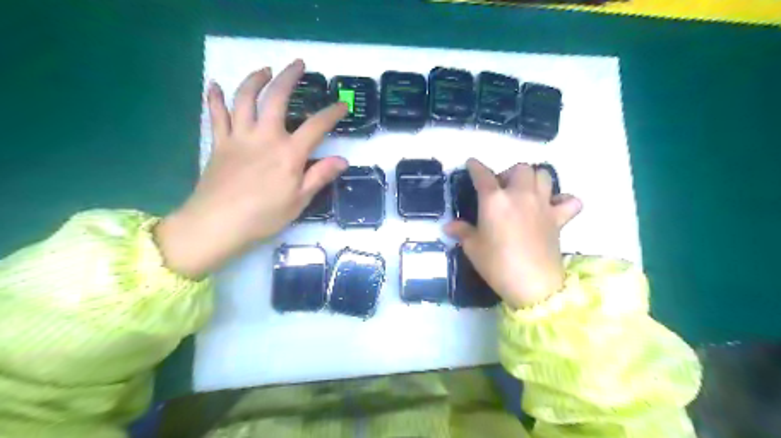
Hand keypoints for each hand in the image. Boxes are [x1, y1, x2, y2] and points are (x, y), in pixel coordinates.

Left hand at [156, 59, 347, 277]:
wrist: (218, 224)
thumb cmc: (264, 216)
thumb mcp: (299, 201)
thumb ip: (319, 176)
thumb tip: (342, 160)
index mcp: (289, 154)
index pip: (316, 126)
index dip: (332, 113)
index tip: (342, 105)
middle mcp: (265, 137)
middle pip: (277, 98)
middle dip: (289, 77)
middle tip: (298, 64)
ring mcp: (239, 137)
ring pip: (245, 98)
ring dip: (255, 79)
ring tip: (264, 70)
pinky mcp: (219, 143)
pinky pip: (216, 115)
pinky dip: (215, 98)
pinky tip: (215, 85)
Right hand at [446, 160, 578, 306]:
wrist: (533, 284)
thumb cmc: (497, 264)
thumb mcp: (473, 248)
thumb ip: (462, 232)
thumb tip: (449, 225)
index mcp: (495, 200)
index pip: (483, 175)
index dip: (475, 167)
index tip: (472, 164)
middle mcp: (520, 195)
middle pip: (519, 168)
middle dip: (509, 173)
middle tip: (502, 189)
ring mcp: (543, 205)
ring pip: (544, 175)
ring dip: (533, 179)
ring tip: (525, 192)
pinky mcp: (559, 218)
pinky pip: (570, 200)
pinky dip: (563, 200)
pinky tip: (554, 207)